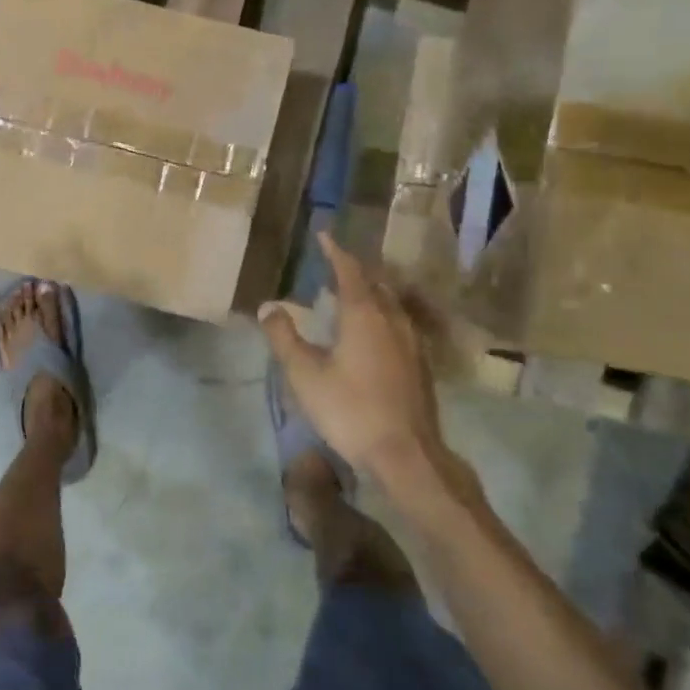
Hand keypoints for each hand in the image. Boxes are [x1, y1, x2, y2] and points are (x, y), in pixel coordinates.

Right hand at [260, 232, 481, 512]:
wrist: (406, 454)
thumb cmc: (350, 409)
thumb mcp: (305, 374)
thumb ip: (284, 337)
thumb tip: (268, 307)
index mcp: (364, 315)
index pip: (349, 271)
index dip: (335, 252)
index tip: (324, 235)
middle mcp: (393, 319)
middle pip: (376, 283)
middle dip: (355, 269)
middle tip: (334, 263)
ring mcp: (412, 342)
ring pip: (391, 303)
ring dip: (371, 291)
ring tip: (351, 293)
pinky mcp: (420, 364)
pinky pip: (399, 322)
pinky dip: (381, 313)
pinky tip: (372, 331)